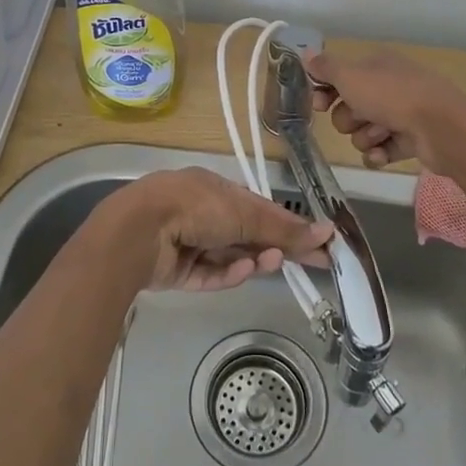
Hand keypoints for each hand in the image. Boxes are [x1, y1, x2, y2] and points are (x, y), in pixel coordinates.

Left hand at [111, 168, 331, 291]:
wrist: (140, 231)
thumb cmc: (195, 207)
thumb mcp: (244, 213)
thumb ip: (283, 228)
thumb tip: (326, 232)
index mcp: (215, 190)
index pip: (261, 208)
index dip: (292, 226)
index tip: (322, 243)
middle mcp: (202, 213)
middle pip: (249, 234)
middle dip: (278, 247)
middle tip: (315, 263)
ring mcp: (188, 243)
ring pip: (231, 256)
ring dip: (253, 260)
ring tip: (270, 263)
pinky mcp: (178, 272)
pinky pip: (210, 275)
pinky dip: (228, 274)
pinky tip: (243, 271)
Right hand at [307, 48, 465, 173]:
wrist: (442, 127)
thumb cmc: (392, 95)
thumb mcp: (351, 76)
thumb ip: (325, 67)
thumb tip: (305, 53)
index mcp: (376, 65)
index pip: (340, 76)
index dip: (325, 91)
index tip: (319, 103)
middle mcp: (388, 87)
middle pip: (349, 108)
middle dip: (348, 118)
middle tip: (360, 117)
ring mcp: (401, 114)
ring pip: (363, 131)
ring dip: (366, 136)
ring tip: (381, 135)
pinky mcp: (410, 141)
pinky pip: (381, 151)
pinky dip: (379, 154)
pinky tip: (383, 154)